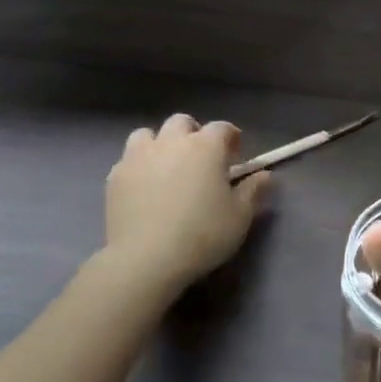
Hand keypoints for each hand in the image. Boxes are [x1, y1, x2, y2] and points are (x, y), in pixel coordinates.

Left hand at [103, 115, 269, 293]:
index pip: (222, 128)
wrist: (146, 259)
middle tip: (200, 159)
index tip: (236, 156)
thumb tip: (265, 175)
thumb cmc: (203, 234)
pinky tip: (144, 188)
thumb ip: (253, 191)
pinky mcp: (115, 176)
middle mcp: (171, 142)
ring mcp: (138, 157)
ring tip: (167, 167)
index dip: (231, 138)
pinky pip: (128, 160)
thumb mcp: (240, 216)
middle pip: (182, 122)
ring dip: (160, 144)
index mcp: (206, 147)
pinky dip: (139, 166)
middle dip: (193, 134)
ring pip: (148, 134)